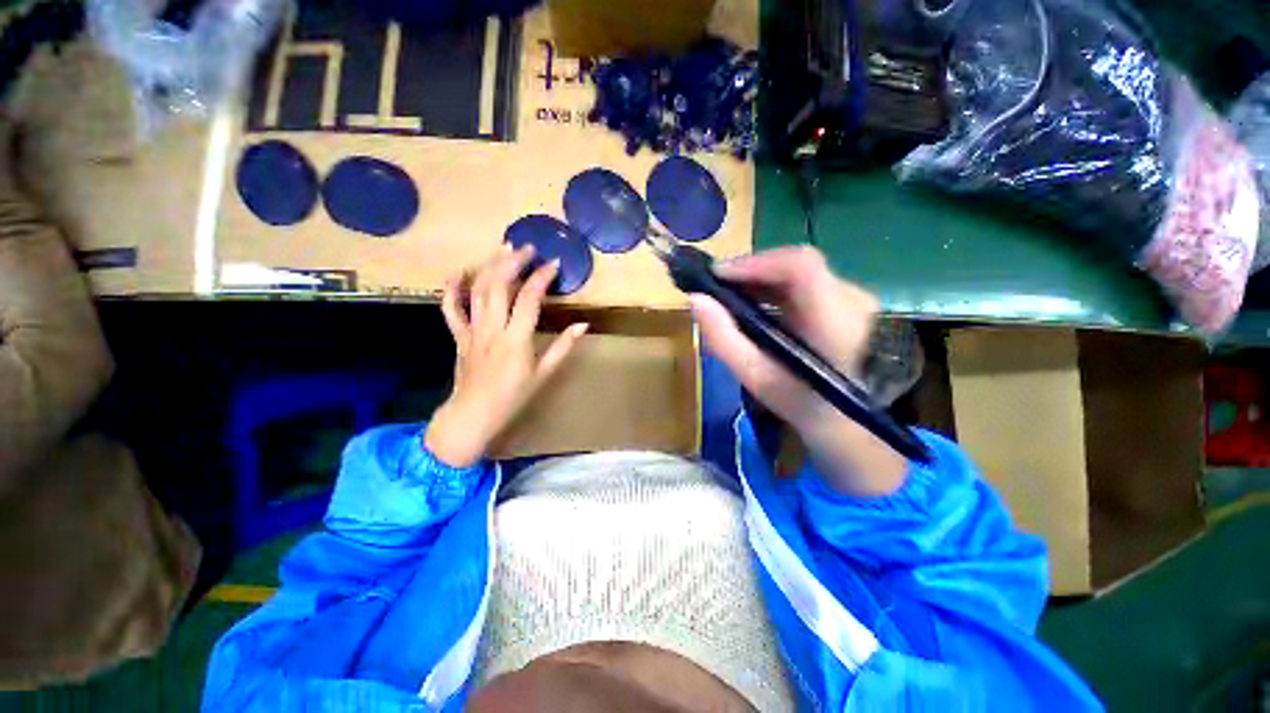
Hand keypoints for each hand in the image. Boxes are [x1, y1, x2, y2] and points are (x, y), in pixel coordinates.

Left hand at [425, 245, 588, 466]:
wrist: (473, 415)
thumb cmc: (513, 397)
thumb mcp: (544, 374)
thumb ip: (563, 347)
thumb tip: (583, 325)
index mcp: (516, 339)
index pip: (529, 299)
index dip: (541, 277)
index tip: (554, 263)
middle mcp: (492, 329)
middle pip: (499, 286)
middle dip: (513, 262)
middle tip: (527, 248)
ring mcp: (472, 330)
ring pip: (477, 291)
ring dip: (490, 266)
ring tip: (503, 250)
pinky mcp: (459, 335)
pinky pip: (451, 308)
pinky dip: (452, 288)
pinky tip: (459, 272)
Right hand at [690, 246, 906, 494]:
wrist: (848, 421)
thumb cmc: (800, 403)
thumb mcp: (755, 377)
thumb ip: (723, 339)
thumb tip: (695, 299)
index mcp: (834, 322)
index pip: (801, 267)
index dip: (756, 263)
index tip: (717, 275)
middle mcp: (853, 300)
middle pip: (796, 264)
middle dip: (751, 270)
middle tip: (717, 286)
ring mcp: (855, 298)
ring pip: (799, 270)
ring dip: (760, 277)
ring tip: (730, 294)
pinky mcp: (847, 300)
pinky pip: (805, 281)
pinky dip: (774, 285)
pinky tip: (755, 301)